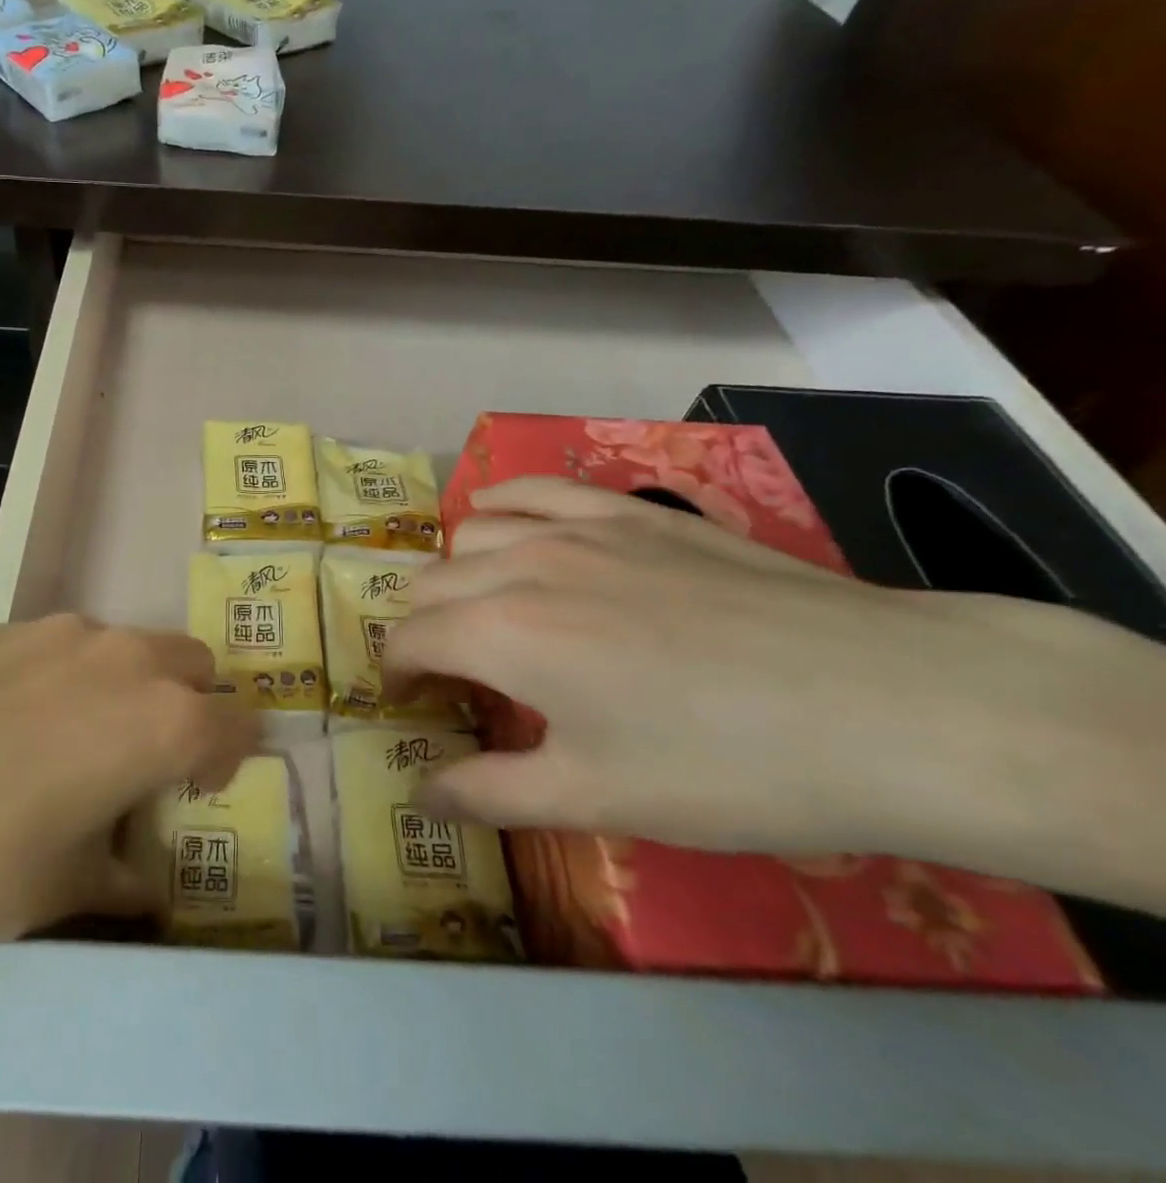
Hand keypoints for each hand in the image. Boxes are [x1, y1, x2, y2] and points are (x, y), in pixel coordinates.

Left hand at [0, 615, 258, 988]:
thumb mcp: (55, 891)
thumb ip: (116, 877)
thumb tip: (139, 882)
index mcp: (161, 721)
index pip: (234, 725)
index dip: (229, 758)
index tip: (201, 790)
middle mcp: (125, 659)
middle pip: (191, 665)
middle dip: (186, 706)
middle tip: (142, 763)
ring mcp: (63, 631)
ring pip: (128, 648)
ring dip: (127, 687)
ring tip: (69, 744)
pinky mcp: (6, 623)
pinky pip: (68, 644)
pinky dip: (70, 675)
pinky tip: (7, 723)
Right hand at [385, 478, 1165, 908]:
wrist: (889, 703)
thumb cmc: (729, 765)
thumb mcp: (598, 798)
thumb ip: (491, 793)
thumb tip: (421, 794)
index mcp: (502, 633)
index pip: (408, 641)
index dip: (398, 676)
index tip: (414, 706)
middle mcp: (521, 564)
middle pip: (430, 584)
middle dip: (423, 631)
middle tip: (455, 676)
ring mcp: (576, 526)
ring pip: (472, 532)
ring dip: (458, 574)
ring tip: (487, 611)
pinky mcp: (630, 509)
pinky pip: (535, 489)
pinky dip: (503, 507)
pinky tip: (508, 524)